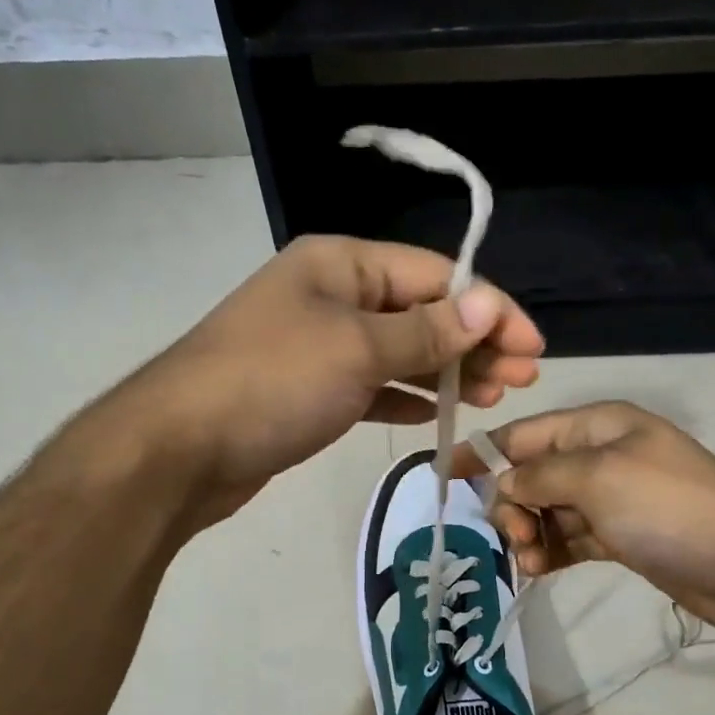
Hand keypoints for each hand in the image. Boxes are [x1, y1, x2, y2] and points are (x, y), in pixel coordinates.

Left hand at [130, 234, 543, 523]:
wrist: (180, 450)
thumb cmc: (273, 383)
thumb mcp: (358, 349)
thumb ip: (426, 331)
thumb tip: (488, 305)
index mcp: (341, 265)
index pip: (434, 275)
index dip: (490, 308)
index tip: (534, 347)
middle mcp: (331, 296)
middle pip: (420, 312)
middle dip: (473, 342)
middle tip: (522, 379)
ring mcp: (317, 345)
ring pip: (398, 351)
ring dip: (446, 371)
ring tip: (492, 397)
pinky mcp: (308, 391)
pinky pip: (370, 385)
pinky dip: (403, 396)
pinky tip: (435, 412)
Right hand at [453, 402, 714, 640]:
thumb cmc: (670, 508)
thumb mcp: (598, 478)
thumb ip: (540, 476)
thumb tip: (502, 483)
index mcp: (597, 425)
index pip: (524, 434)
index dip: (483, 453)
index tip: (443, 477)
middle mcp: (600, 455)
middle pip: (531, 474)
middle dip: (512, 504)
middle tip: (517, 537)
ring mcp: (610, 498)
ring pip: (546, 510)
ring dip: (529, 533)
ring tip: (531, 562)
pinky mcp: (618, 536)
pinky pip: (568, 537)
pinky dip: (550, 551)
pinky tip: (539, 570)